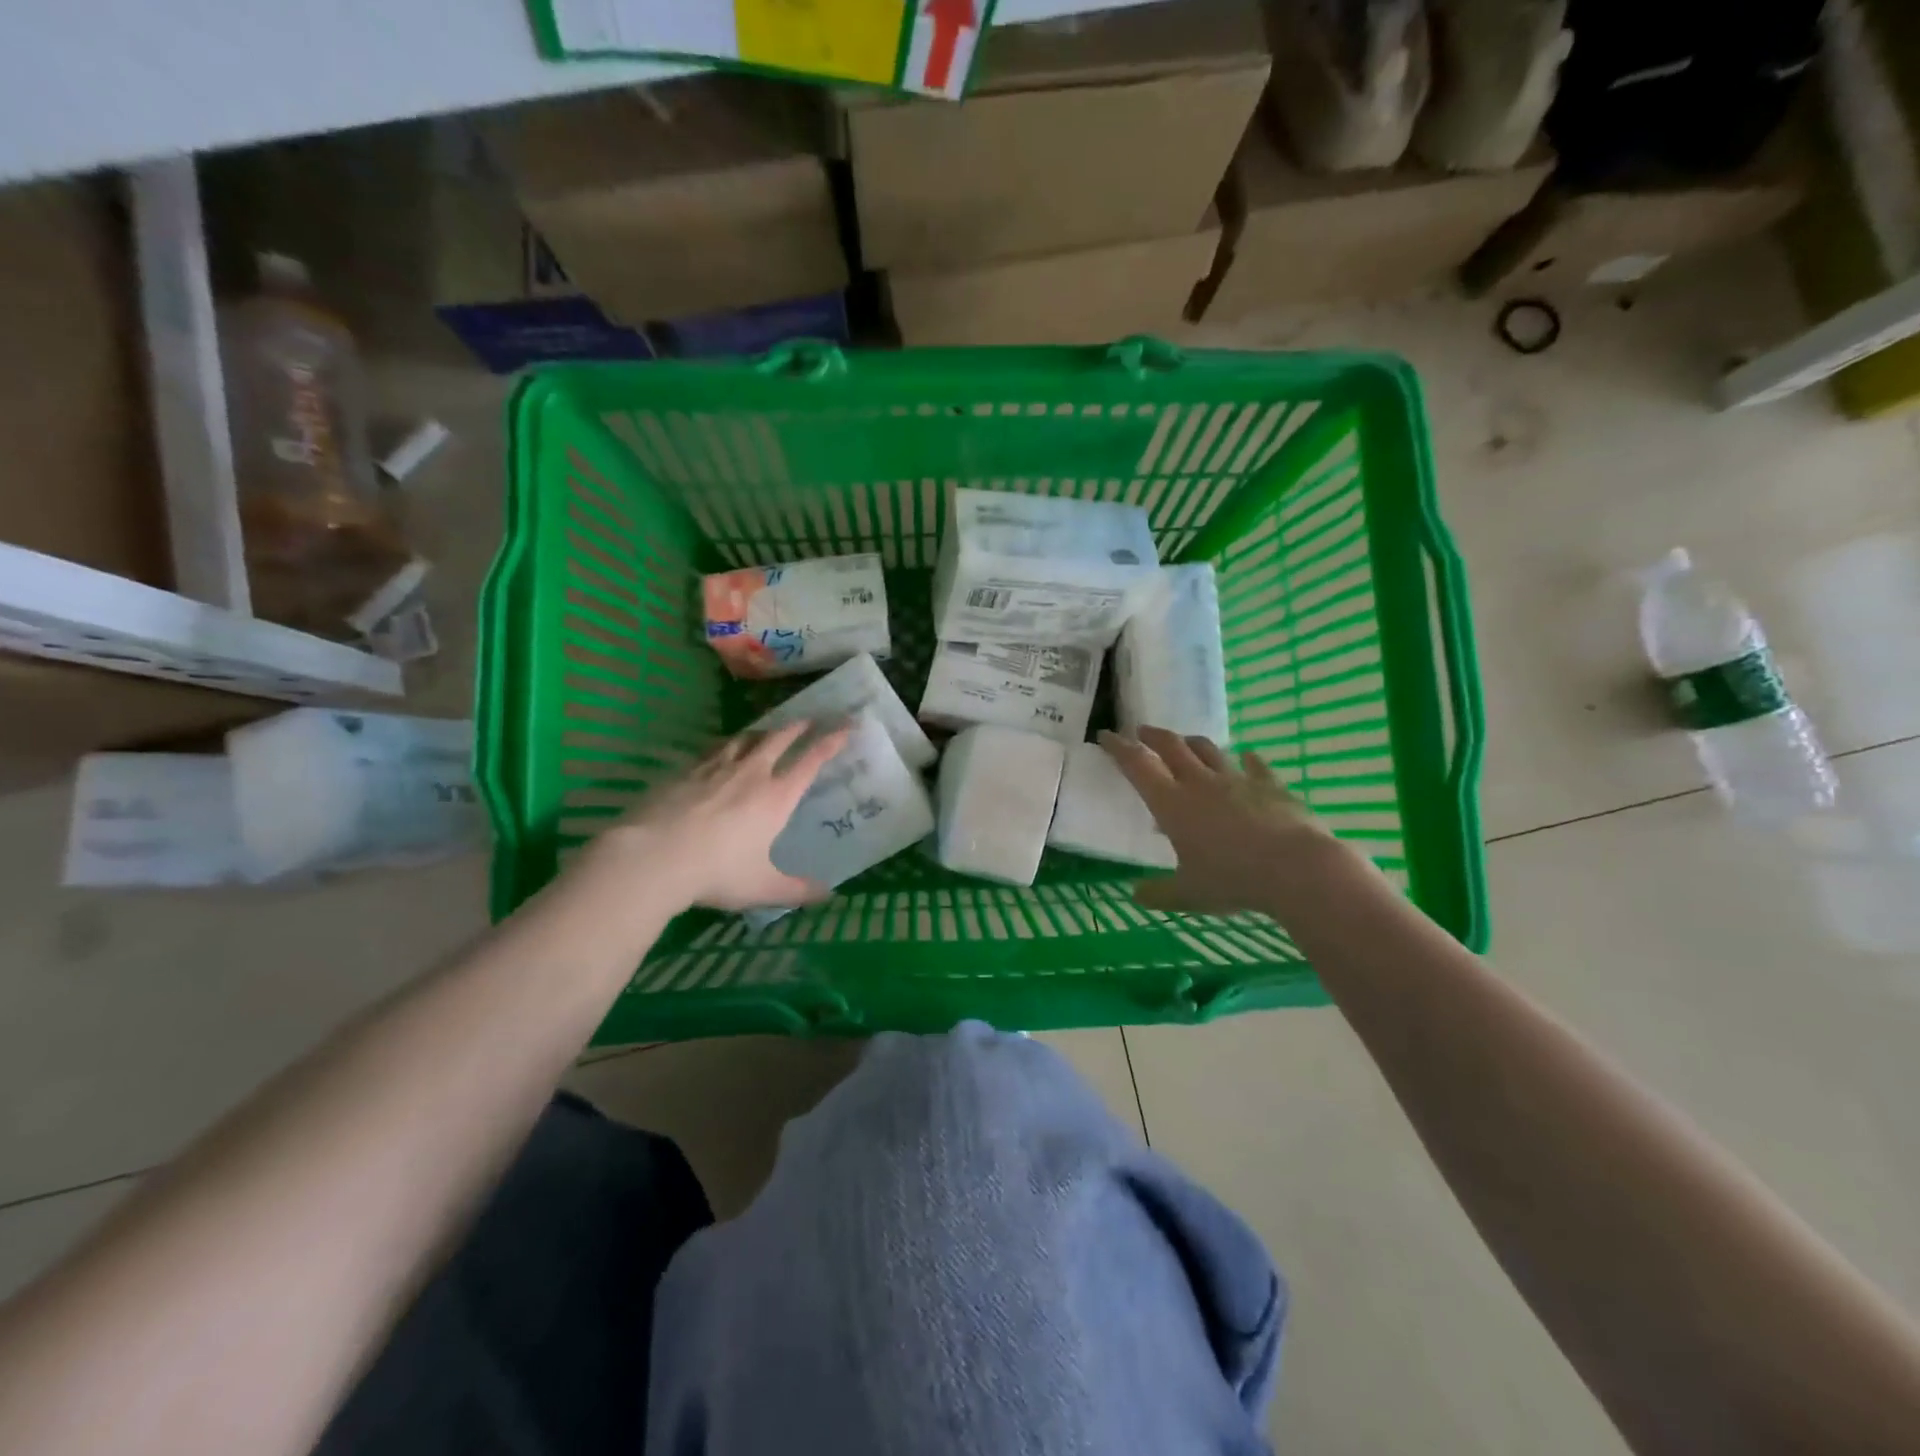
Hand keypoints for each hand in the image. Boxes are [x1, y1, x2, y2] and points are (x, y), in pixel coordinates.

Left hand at [592, 720, 850, 912]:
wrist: (655, 857)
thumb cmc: (718, 872)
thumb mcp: (763, 888)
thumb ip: (797, 890)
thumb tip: (827, 895)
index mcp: (777, 797)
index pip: (811, 760)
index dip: (831, 741)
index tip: (845, 726)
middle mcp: (752, 774)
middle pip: (779, 739)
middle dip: (798, 727)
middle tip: (809, 719)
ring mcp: (717, 769)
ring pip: (746, 739)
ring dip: (763, 731)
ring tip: (768, 730)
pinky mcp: (687, 771)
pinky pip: (714, 749)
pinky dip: (728, 744)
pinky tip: (723, 748)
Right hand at [1099, 727, 1357, 915]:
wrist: (1296, 868)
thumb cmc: (1233, 880)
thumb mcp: (1188, 894)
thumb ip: (1160, 892)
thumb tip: (1136, 895)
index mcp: (1172, 804)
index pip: (1138, 766)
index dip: (1119, 748)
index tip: (1106, 735)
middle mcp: (1200, 783)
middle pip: (1172, 747)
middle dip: (1153, 736)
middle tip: (1141, 731)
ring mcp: (1238, 780)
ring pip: (1209, 750)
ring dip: (1192, 742)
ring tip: (1184, 741)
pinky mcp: (1271, 785)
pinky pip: (1255, 766)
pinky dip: (1248, 759)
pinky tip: (1247, 756)